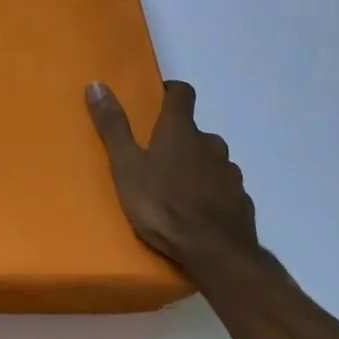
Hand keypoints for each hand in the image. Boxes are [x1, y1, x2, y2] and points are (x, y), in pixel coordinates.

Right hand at [85, 79, 260, 273]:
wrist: (217, 254)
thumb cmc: (163, 206)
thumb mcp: (127, 167)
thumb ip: (113, 127)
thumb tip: (97, 84)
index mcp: (180, 131)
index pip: (182, 93)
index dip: (171, 92)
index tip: (159, 99)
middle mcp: (210, 144)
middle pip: (196, 131)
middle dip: (179, 139)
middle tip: (158, 158)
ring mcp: (230, 173)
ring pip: (212, 160)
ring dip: (197, 166)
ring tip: (177, 189)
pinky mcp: (242, 200)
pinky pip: (224, 187)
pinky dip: (212, 192)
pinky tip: (198, 212)